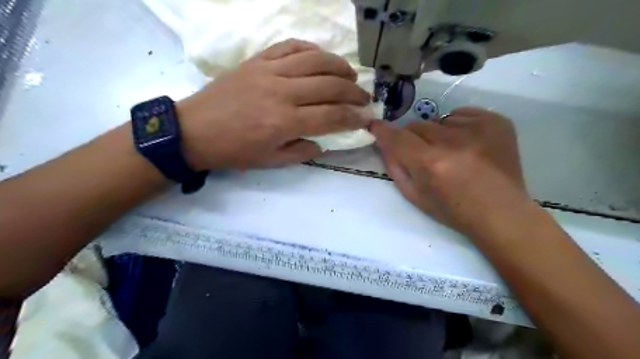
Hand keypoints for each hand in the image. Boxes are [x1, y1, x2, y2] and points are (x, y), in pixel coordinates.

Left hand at [177, 38, 372, 169]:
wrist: (195, 130)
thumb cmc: (234, 151)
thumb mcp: (271, 162)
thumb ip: (302, 152)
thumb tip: (324, 142)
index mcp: (286, 122)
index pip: (332, 116)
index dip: (353, 117)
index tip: (366, 118)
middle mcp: (282, 93)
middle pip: (329, 85)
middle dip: (353, 92)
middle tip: (364, 97)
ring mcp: (269, 72)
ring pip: (314, 60)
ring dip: (339, 66)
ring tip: (351, 74)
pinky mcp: (257, 61)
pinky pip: (289, 47)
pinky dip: (310, 49)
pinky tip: (320, 56)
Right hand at [370, 106, 529, 234]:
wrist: (501, 212)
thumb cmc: (453, 211)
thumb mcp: (415, 195)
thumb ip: (395, 167)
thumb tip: (384, 143)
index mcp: (431, 163)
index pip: (396, 136)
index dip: (383, 130)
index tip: (375, 126)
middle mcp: (452, 141)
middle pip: (417, 125)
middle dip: (413, 138)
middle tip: (424, 154)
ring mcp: (478, 128)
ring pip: (439, 120)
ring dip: (438, 134)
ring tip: (452, 153)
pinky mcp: (496, 121)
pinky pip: (461, 115)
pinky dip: (458, 128)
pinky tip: (468, 146)